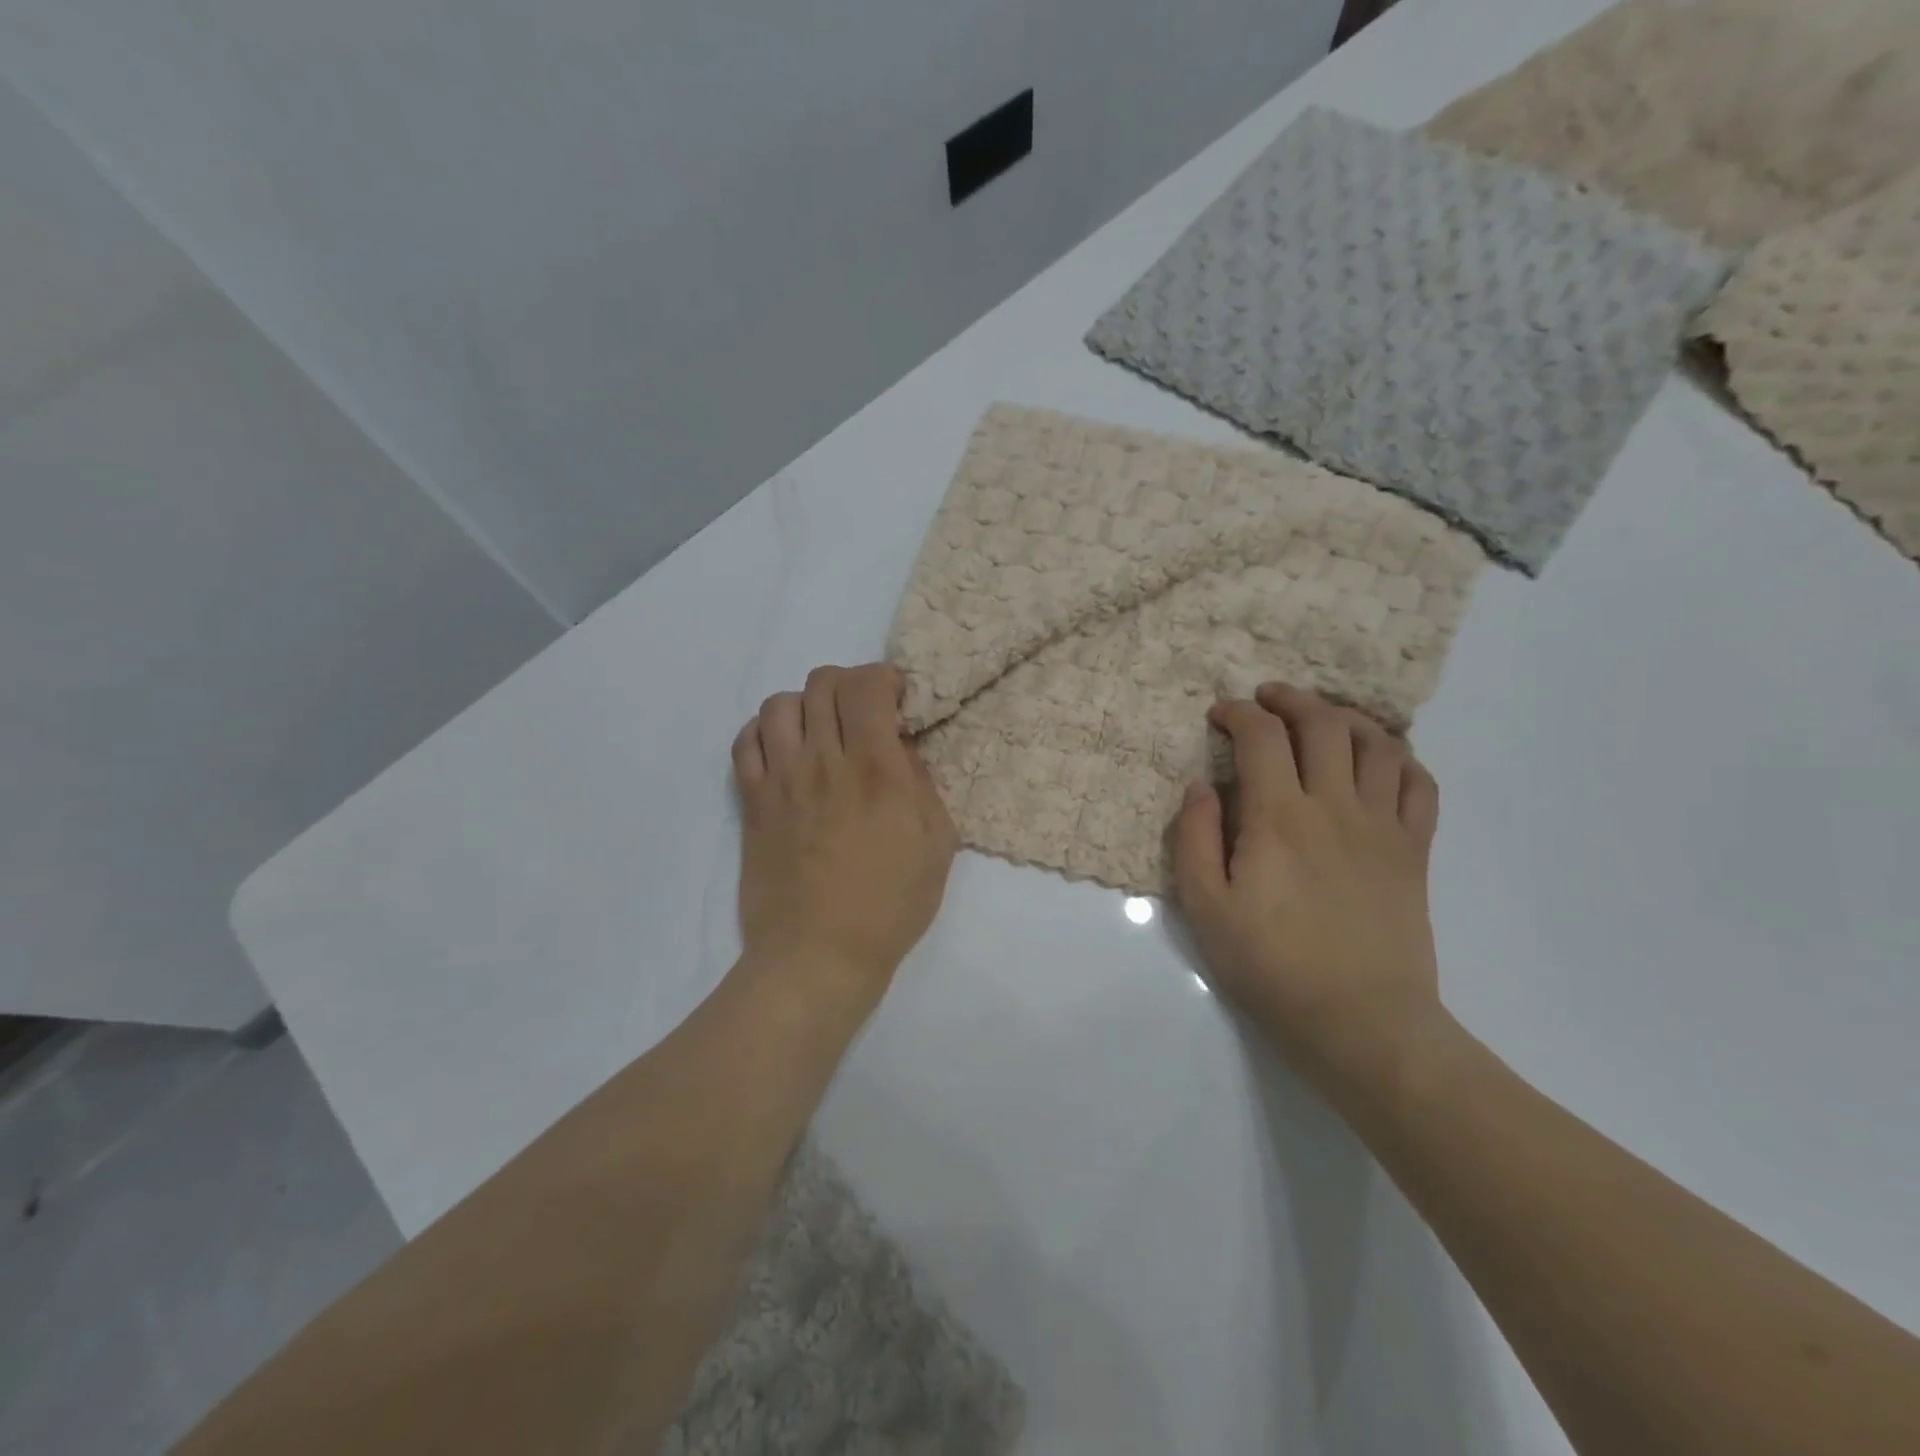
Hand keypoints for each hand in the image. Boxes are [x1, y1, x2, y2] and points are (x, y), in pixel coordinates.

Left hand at [732, 664, 957, 1011]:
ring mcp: (781, 780)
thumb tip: (901, 748)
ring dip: (806, 706)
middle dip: (849, 686)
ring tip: (821, 732)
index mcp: (876, 770)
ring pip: (779, 704)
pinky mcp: (752, 802)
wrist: (818, 955)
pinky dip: (765, 733)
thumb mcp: (937, 845)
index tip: (897, 701)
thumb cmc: (890, 906)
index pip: (866, 685)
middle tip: (863, 715)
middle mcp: (824, 762)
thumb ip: (922, 785)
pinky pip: (745, 742)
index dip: (883, 678)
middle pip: (822, 683)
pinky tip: (785, 752)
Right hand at [1172, 682, 1447, 1076]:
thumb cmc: (1271, 965)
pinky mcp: (1413, 850)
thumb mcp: (1206, 908)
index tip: (1219, 715)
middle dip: (1290, 699)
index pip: (1261, 737)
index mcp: (1279, 817)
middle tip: (1266, 700)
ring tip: (1322, 719)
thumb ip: (1194, 838)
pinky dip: (1399, 758)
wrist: (1360, 1020)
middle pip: (1322, 723)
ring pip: (1376, 743)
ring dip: (1345, 717)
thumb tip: (1201, 786)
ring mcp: (1382, 825)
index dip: (1237, 713)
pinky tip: (1378, 760)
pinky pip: (1418, 784)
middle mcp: (1335, 806)